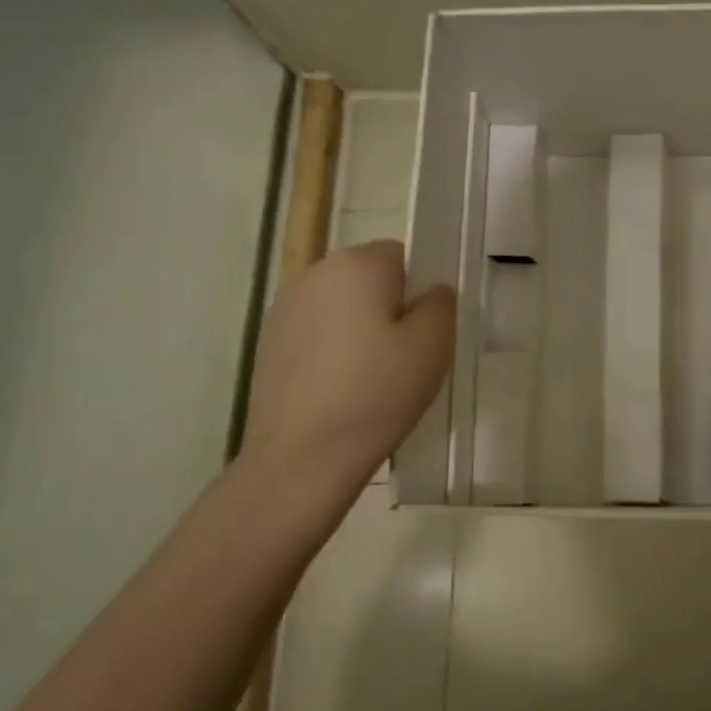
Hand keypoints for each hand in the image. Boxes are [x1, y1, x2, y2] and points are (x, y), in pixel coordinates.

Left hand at [243, 240, 454, 477]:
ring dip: (359, 330)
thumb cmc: (377, 392)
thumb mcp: (433, 345)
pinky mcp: (269, 342)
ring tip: (372, 378)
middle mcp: (313, 273)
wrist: (304, 454)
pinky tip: (341, 390)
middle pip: (367, 279)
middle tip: (405, 358)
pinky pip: (317, 333)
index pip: (401, 256)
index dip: (418, 291)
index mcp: (355, 264)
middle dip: (388, 308)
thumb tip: (430, 292)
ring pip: (341, 307)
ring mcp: (284, 308)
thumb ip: (441, 304)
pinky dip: (333, 351)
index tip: (424, 332)